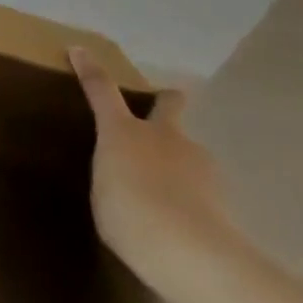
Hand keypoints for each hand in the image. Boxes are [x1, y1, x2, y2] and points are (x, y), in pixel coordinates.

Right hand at [71, 47, 240, 291]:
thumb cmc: (129, 216)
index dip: (89, 69)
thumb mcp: (103, 193)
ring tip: (168, 195)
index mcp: (123, 131)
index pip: (102, 90)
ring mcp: (197, 161)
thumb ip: (113, 173)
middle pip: (169, 104)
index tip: (79, 50)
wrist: (192, 252)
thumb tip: (126, 173)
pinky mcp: (223, 193)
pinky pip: (201, 186)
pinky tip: (186, 221)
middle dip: (167, 100)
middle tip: (164, 107)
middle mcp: (162, 135)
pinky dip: (193, 196)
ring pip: (188, 150)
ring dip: (179, 162)